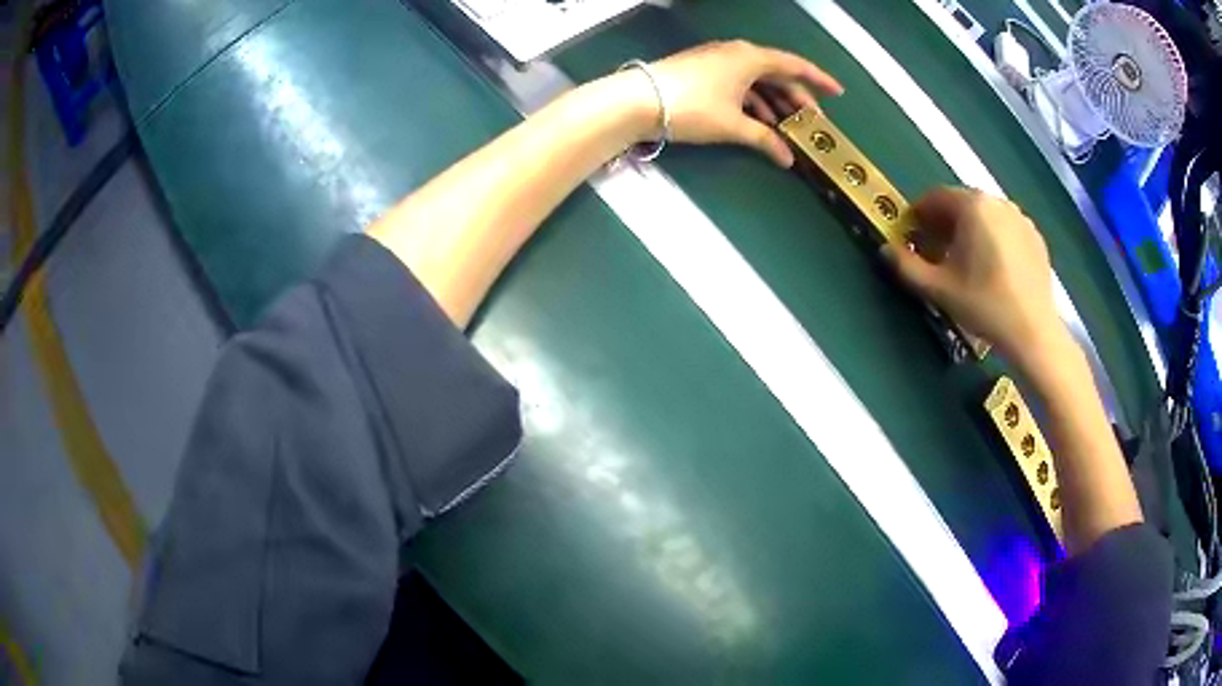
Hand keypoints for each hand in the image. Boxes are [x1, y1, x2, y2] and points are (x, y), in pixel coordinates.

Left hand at [644, 40, 842, 166]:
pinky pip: (740, 83)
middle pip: (777, 73)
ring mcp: (718, 60)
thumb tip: (788, 159)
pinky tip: (760, 121)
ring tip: (789, 126)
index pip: (794, 65)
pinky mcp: (704, 71)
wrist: (637, 100)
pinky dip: (753, 101)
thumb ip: (764, 139)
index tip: (838, 92)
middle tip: (813, 121)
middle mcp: (737, 53)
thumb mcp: (733, 125)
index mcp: (751, 58)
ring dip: (774, 102)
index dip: (818, 80)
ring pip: (757, 79)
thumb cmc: (692, 107)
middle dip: (797, 97)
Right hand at [883, 187, 1063, 361]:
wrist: (1033, 331)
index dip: (918, 216)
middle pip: (961, 204)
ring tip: (966, 263)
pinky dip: (993, 239)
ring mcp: (1020, 218)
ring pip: (985, 215)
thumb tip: (885, 250)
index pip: (935, 197)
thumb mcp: (939, 289)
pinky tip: (993, 269)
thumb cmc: (984, 305)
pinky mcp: (1035, 236)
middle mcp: (997, 201)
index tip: (912, 238)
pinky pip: (1006, 228)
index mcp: (972, 205)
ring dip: (969, 230)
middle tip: (937, 253)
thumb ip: (907, 266)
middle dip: (944, 223)